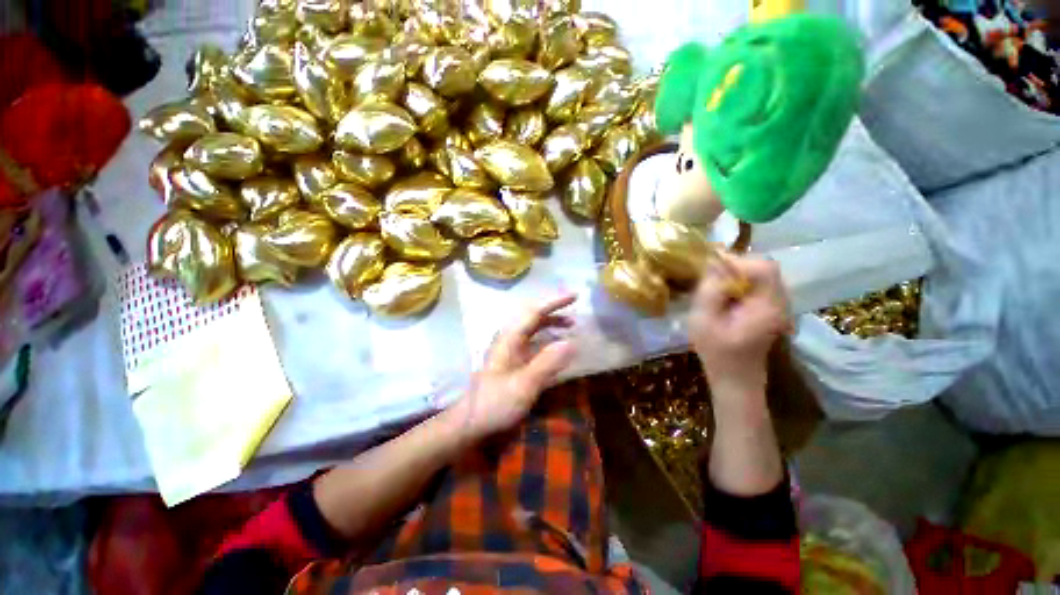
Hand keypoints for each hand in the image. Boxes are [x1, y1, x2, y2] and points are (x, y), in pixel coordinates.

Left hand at [451, 293, 576, 442]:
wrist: (472, 423)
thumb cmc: (495, 403)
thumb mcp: (524, 385)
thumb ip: (547, 363)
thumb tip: (571, 342)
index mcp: (510, 339)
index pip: (534, 312)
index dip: (554, 302)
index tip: (574, 296)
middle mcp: (510, 340)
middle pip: (533, 317)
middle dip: (554, 310)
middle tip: (574, 307)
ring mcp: (511, 351)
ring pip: (533, 329)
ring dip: (551, 324)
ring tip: (571, 325)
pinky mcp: (513, 362)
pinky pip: (534, 343)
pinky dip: (548, 339)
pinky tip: (557, 346)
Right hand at [690, 254, 790, 390]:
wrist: (736, 377)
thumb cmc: (717, 352)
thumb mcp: (703, 320)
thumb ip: (710, 290)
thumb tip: (714, 263)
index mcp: (767, 306)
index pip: (763, 268)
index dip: (737, 262)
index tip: (712, 269)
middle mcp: (780, 302)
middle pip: (764, 267)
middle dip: (735, 266)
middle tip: (711, 277)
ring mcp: (778, 305)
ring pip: (761, 274)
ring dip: (737, 274)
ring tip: (715, 286)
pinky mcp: (771, 308)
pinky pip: (758, 284)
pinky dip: (740, 283)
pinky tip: (725, 295)